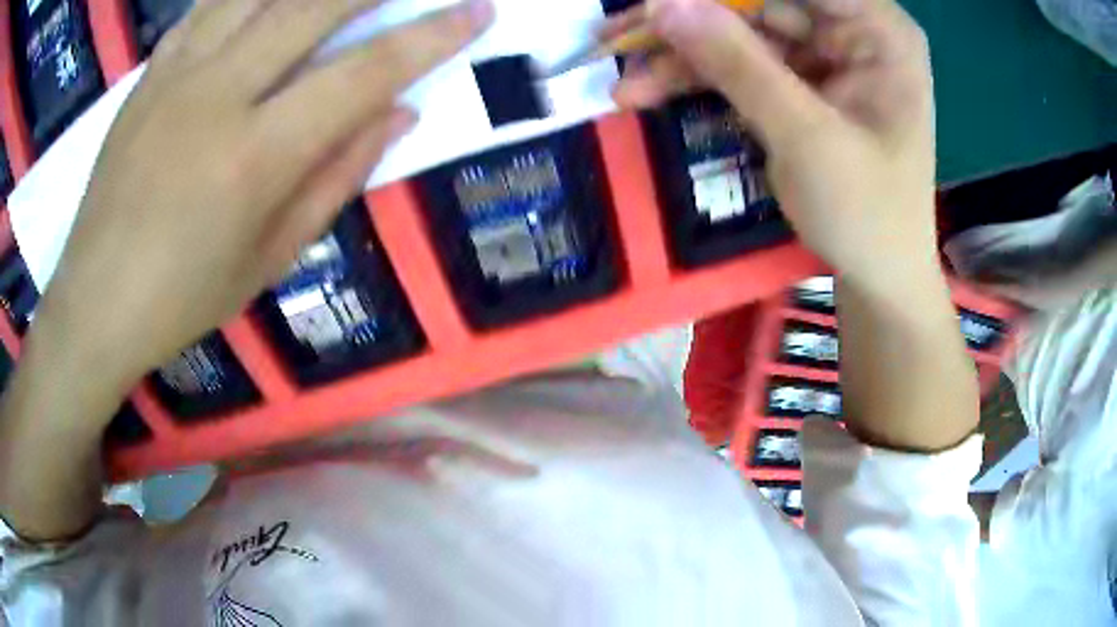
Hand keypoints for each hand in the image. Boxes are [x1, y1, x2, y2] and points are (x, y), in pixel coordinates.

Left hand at [35, 0, 494, 389]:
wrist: (95, 300)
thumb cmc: (183, 298)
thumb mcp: (270, 258)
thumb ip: (337, 178)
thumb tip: (399, 114)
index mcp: (256, 155)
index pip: (364, 74)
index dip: (431, 37)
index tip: (476, 12)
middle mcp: (218, 94)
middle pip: (314, 5)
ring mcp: (177, 74)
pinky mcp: (150, 72)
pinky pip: (208, 4)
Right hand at [614, 0, 937, 293]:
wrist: (877, 278)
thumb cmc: (866, 214)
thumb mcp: (806, 137)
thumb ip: (738, 63)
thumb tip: (663, 4)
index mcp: (879, 31)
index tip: (663, 2)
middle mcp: (852, 31)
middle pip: (761, 3)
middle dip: (690, 19)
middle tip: (617, 35)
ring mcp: (823, 56)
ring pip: (739, 32)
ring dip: (681, 54)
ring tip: (624, 80)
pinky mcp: (798, 82)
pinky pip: (739, 64)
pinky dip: (696, 77)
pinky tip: (648, 90)